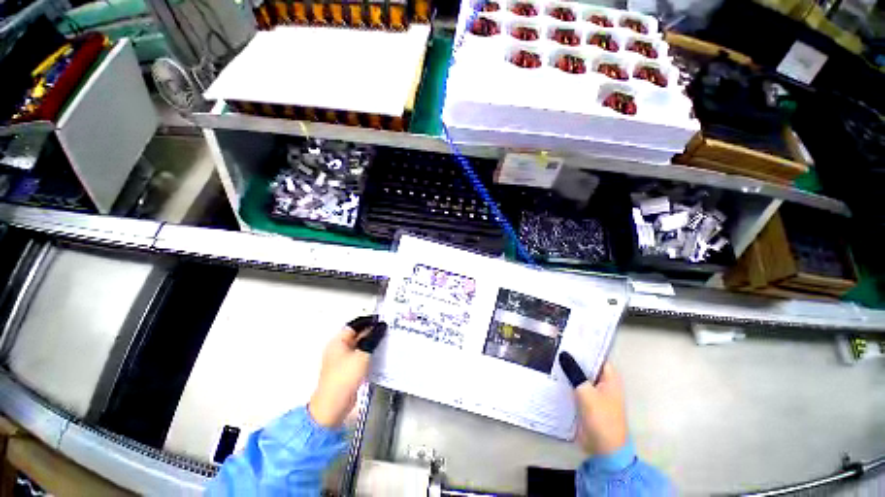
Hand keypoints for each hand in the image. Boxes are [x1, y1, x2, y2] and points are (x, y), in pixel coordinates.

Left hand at [308, 316, 386, 427]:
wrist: (333, 406)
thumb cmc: (344, 378)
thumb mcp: (362, 355)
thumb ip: (373, 339)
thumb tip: (382, 326)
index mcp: (338, 341)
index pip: (354, 324)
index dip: (368, 320)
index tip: (382, 319)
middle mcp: (339, 348)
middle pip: (357, 334)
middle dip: (372, 331)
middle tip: (387, 328)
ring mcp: (343, 360)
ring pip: (360, 345)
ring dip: (372, 342)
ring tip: (387, 339)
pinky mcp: (347, 370)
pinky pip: (361, 356)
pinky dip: (370, 353)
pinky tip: (381, 353)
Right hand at [559, 352, 627, 454]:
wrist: (604, 449)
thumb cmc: (601, 418)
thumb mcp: (586, 393)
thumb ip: (574, 372)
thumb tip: (563, 354)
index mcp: (610, 378)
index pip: (597, 355)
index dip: (584, 346)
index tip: (568, 337)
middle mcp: (603, 382)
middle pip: (587, 365)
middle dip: (573, 356)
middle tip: (556, 344)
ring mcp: (595, 393)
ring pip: (580, 375)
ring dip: (569, 369)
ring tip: (551, 355)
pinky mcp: (587, 402)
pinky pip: (576, 386)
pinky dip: (567, 381)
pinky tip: (553, 374)